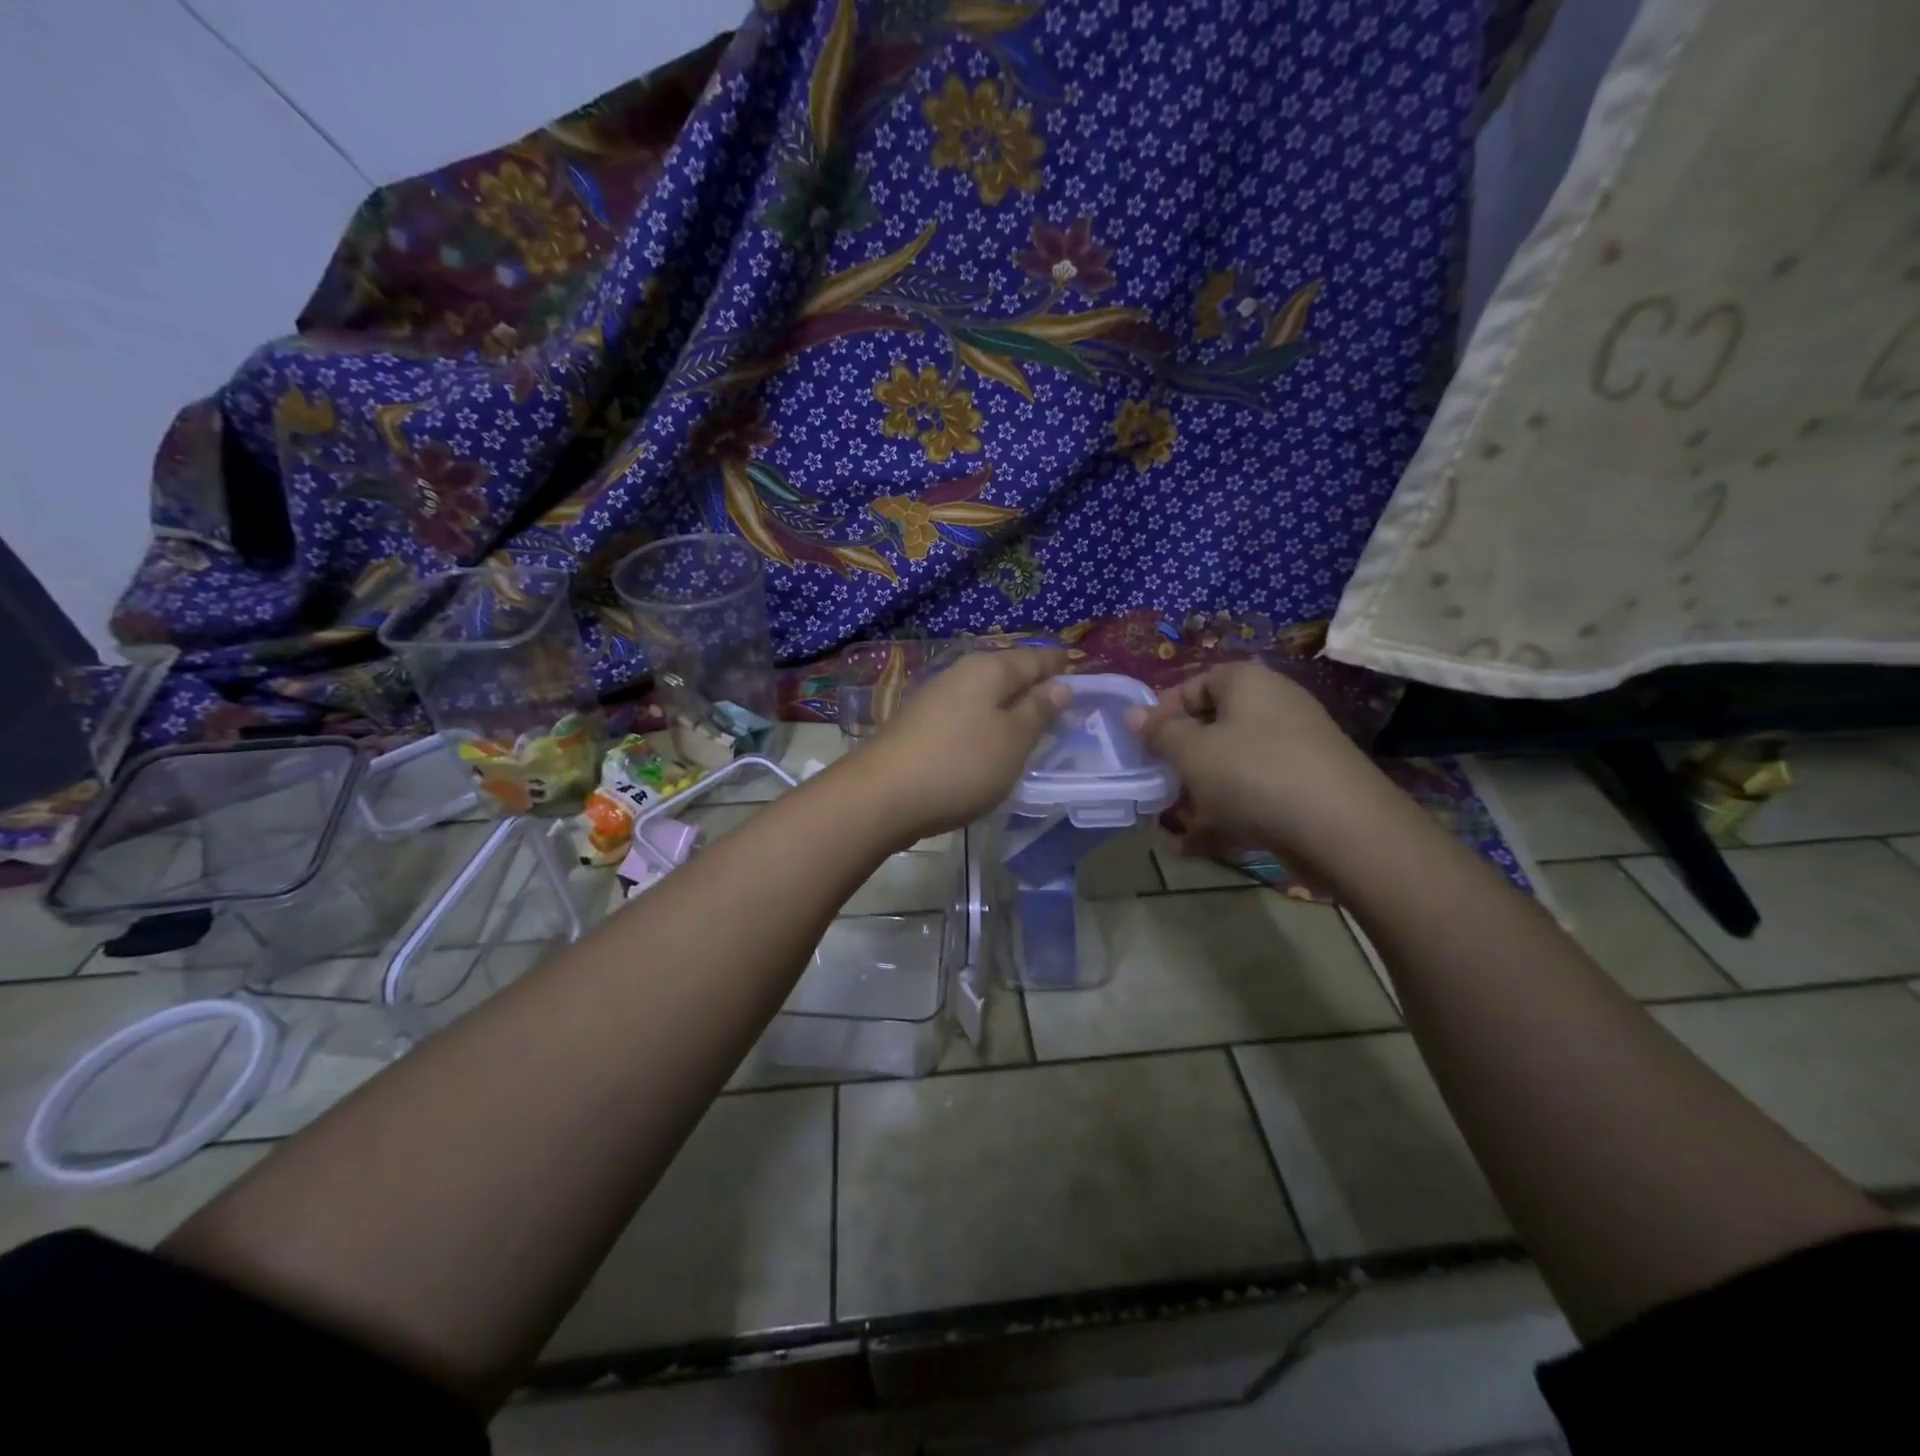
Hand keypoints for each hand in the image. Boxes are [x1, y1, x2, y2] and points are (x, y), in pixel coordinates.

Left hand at [857, 647, 1069, 841]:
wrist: (883, 796)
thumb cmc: (960, 764)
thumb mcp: (1012, 741)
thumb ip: (1037, 711)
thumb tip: (1059, 685)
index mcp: (988, 669)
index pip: (1032, 658)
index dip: (1055, 662)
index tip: (1075, 663)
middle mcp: (959, 674)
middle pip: (1004, 670)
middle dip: (1031, 679)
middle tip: (1059, 692)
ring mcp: (934, 699)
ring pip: (983, 692)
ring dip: (1007, 701)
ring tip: (1031, 717)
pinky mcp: (919, 726)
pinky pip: (965, 713)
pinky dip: (985, 720)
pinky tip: (990, 737)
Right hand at [1127, 661, 1403, 866]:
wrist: (1344, 830)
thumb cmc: (1254, 775)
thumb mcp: (1192, 752)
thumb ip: (1159, 733)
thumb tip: (1133, 715)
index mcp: (1247, 683)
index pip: (1194, 684)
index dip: (1163, 713)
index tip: (1142, 747)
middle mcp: (1273, 707)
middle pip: (1212, 727)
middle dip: (1179, 761)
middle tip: (1157, 788)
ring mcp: (1294, 748)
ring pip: (1230, 765)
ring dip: (1198, 794)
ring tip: (1174, 827)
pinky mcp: (1306, 787)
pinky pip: (1254, 793)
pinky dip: (1227, 814)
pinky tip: (1200, 846)